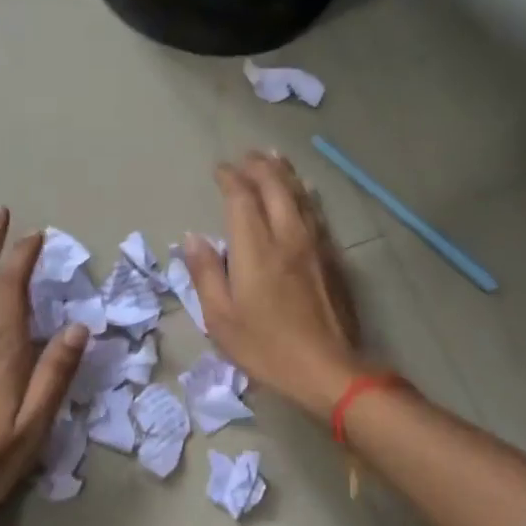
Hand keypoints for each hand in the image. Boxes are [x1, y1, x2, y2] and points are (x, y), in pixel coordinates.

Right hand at [182, 151, 366, 419]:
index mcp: (256, 249)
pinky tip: (304, 192)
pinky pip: (317, 213)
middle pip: (275, 187)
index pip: (241, 198)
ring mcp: (315, 245)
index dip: (230, 178)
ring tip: (274, 158)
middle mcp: (287, 236)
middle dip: (259, 166)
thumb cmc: (266, 347)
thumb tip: (192, 237)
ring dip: (284, 173)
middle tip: (246, 156)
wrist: (328, 369)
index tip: (220, 170)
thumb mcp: (221, 318)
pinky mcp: (333, 258)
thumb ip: (205, 273)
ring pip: (300, 195)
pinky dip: (305, 194)